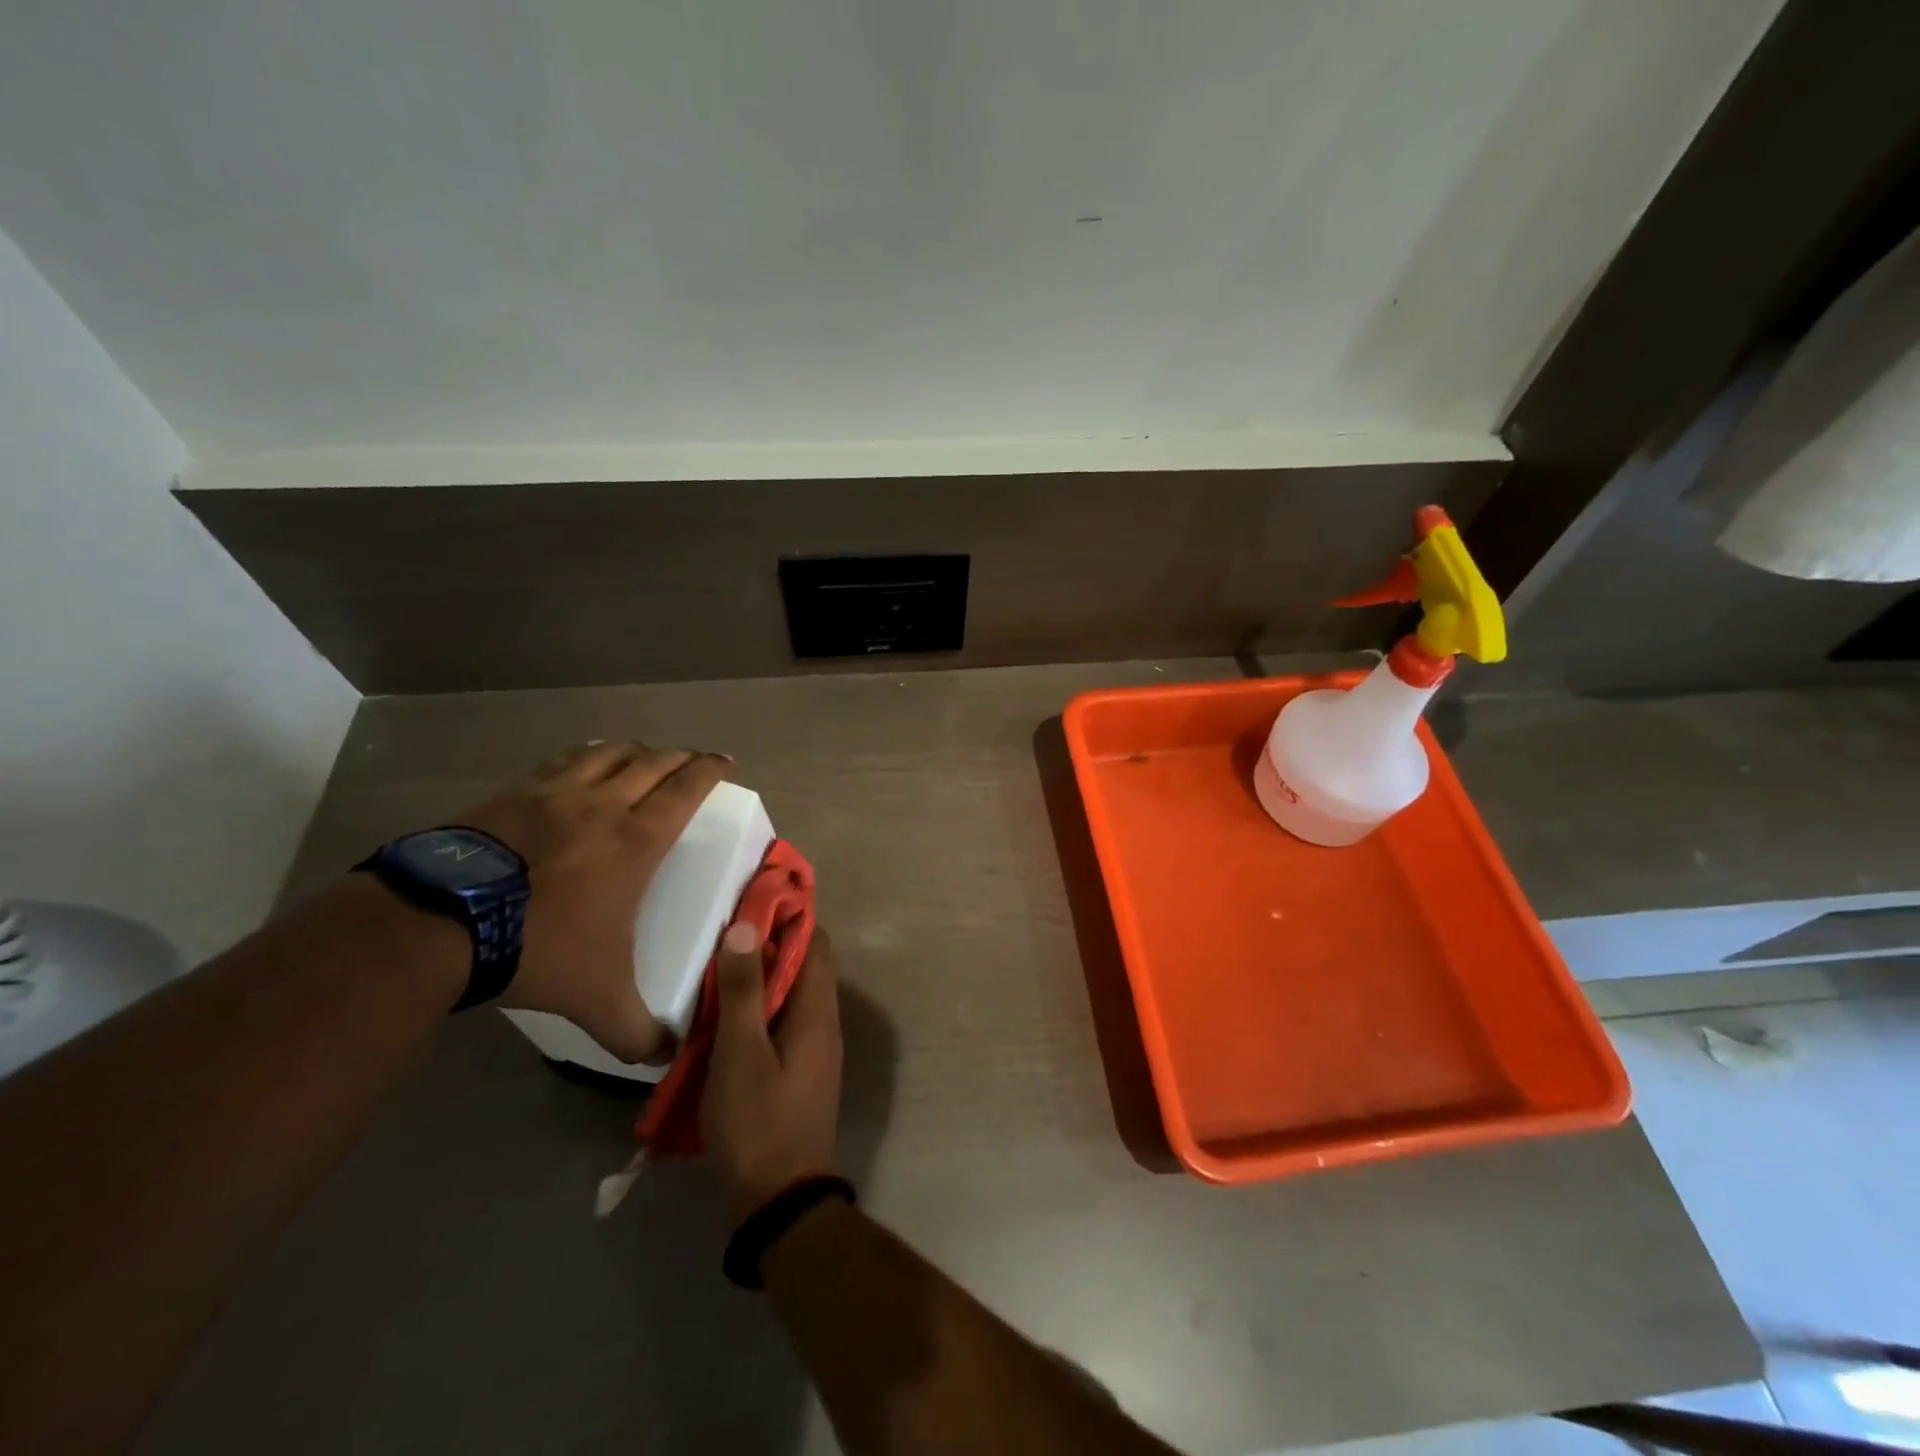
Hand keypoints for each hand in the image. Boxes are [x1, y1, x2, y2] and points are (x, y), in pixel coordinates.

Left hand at [456, 741, 729, 1062]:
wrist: (439, 926)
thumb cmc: (537, 948)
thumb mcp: (597, 1000)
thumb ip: (638, 1031)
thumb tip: (668, 1058)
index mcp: (635, 840)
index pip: (685, 789)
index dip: (709, 770)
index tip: (724, 762)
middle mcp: (601, 804)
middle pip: (652, 762)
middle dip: (680, 757)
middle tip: (693, 761)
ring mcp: (553, 793)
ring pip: (607, 753)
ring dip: (634, 751)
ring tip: (643, 757)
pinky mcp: (512, 794)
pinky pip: (561, 762)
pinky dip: (584, 757)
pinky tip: (582, 765)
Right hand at [701, 922, 842, 1220]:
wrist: (779, 1200)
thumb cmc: (758, 1121)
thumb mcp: (740, 1052)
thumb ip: (743, 990)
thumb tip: (745, 926)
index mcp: (818, 1009)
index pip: (815, 941)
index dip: (787, 915)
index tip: (750, 900)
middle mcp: (824, 1021)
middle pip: (804, 964)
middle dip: (768, 944)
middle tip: (723, 932)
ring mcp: (814, 1048)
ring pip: (791, 993)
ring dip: (760, 977)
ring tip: (716, 967)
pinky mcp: (799, 1070)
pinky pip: (783, 1021)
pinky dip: (759, 1008)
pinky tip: (722, 1015)